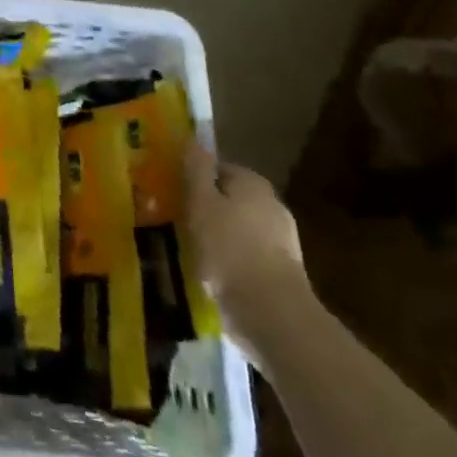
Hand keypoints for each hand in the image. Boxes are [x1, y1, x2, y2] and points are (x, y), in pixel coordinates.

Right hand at [186, 144, 312, 357]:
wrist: (274, 316)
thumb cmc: (230, 250)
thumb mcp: (201, 202)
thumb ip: (196, 169)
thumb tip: (193, 140)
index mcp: (253, 183)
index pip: (218, 169)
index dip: (194, 180)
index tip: (174, 196)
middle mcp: (272, 205)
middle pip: (229, 200)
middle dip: (206, 210)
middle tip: (177, 224)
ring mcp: (282, 242)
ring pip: (238, 231)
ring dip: (218, 239)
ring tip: (191, 254)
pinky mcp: (283, 275)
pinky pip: (247, 259)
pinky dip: (231, 265)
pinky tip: (212, 278)